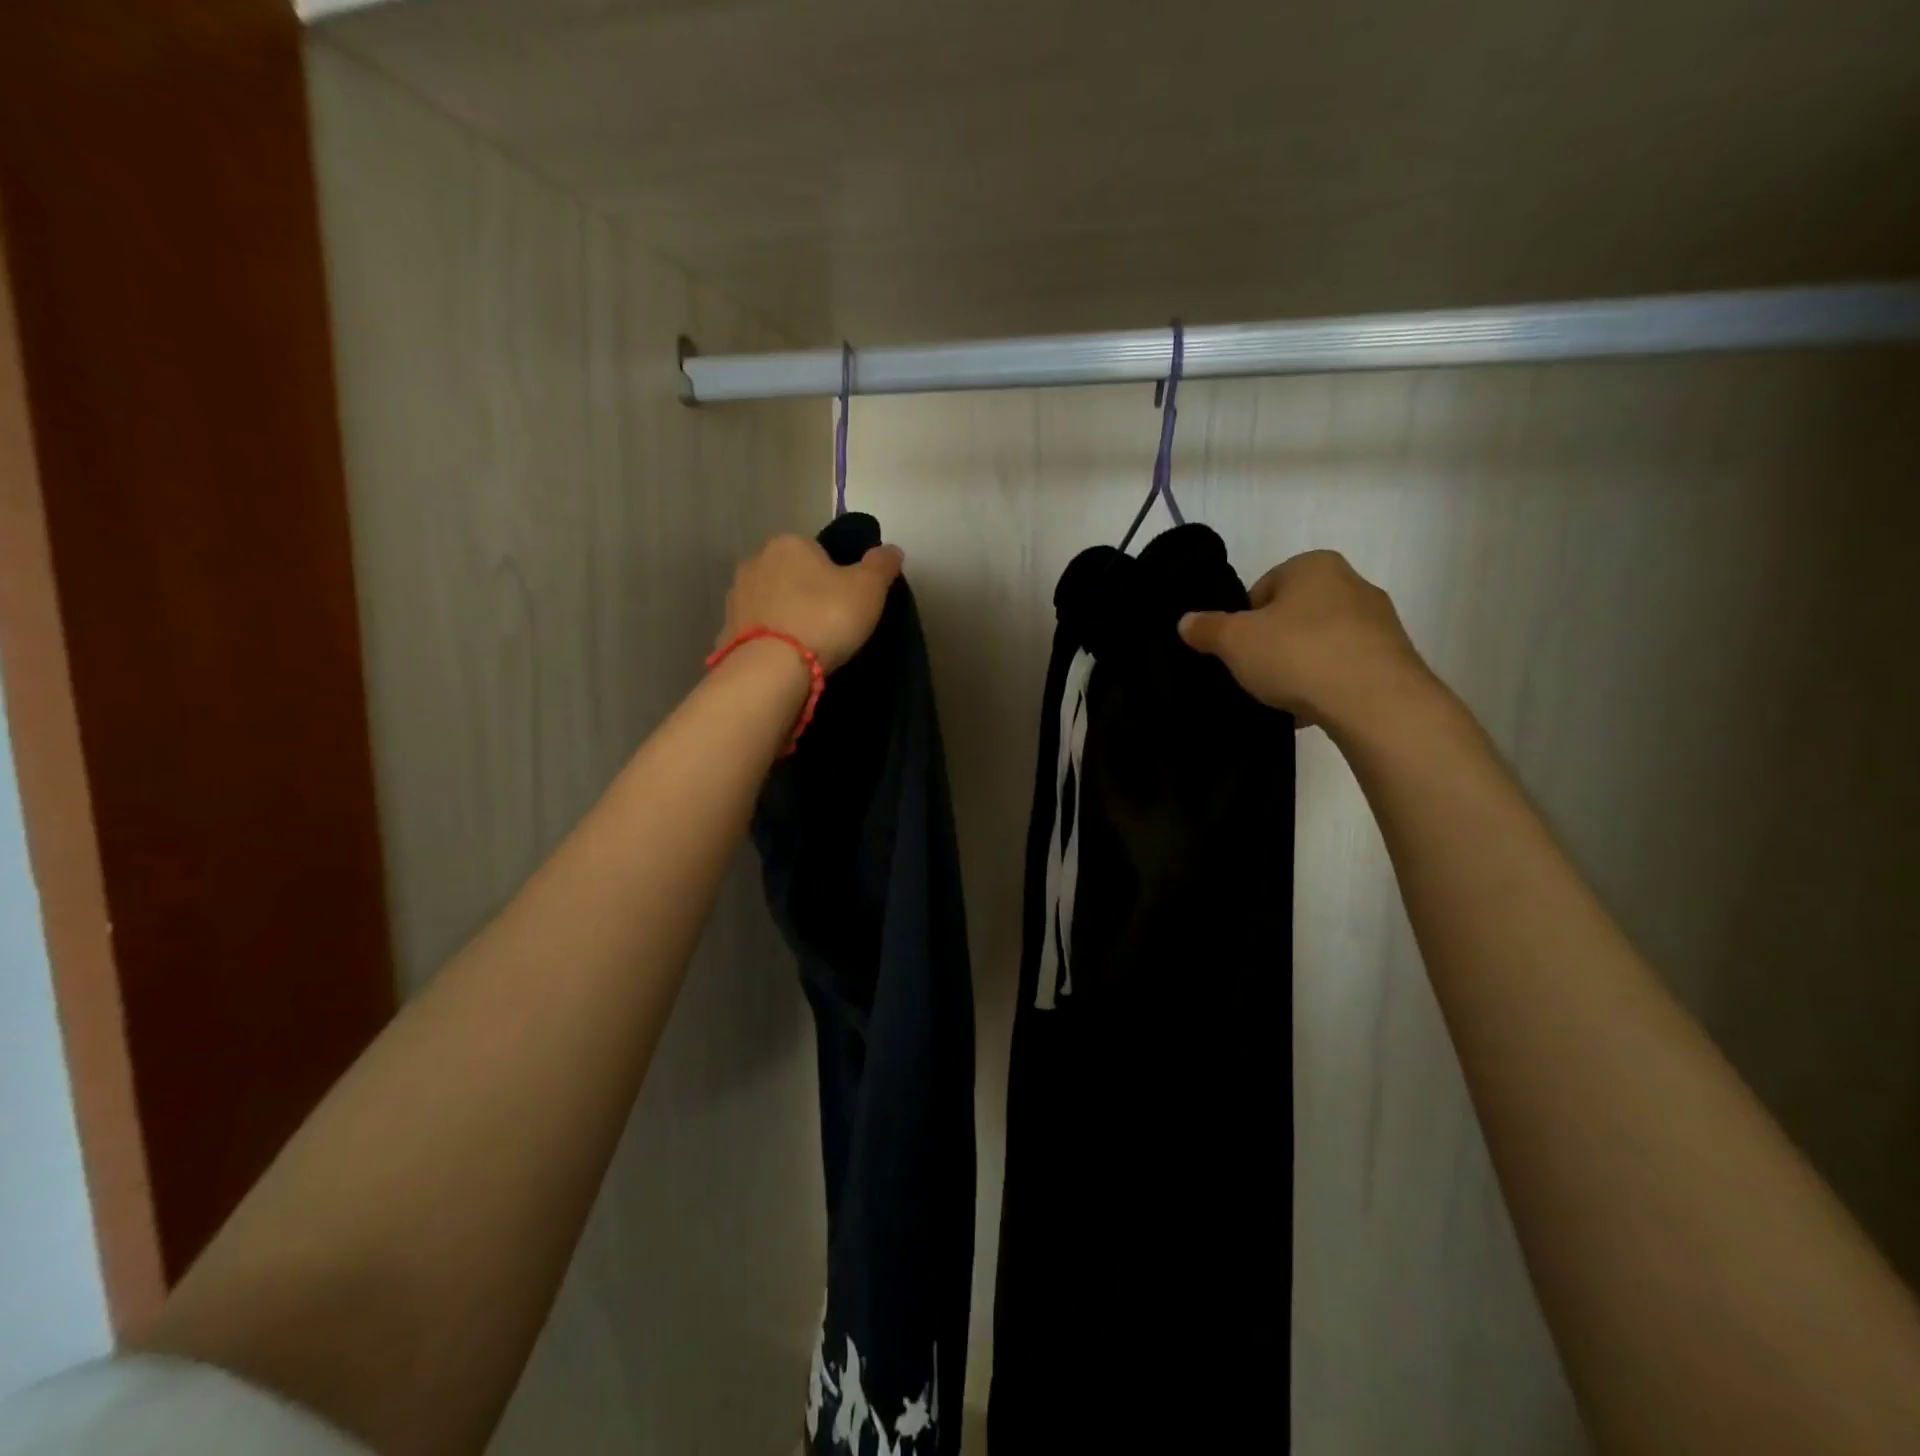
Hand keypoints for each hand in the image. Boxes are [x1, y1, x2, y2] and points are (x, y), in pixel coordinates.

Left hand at [717, 534, 904, 672]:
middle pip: (791, 575)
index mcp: (789, 544)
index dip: (835, 574)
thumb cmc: (825, 618)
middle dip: (806, 593)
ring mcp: (736, 597)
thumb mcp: (868, 589)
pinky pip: (756, 630)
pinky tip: (785, 659)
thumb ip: (881, 565)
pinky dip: (769, 640)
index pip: (817, 551)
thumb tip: (891, 550)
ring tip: (807, 645)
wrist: (772, 668)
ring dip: (786, 616)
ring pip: (771, 602)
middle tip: (830, 624)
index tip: (846, 601)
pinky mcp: (726, 631)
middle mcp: (755, 562)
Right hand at [1178, 550, 1435, 732]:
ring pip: (1319, 643)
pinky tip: (1313, 709)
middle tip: (1256, 674)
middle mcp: (1352, 583)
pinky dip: (1326, 685)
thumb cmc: (1298, 654)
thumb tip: (1186, 621)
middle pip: (1292, 615)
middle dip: (1272, 644)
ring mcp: (1378, 621)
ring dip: (1299, 667)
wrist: (1376, 702)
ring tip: (1284, 698)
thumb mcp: (1235, 642)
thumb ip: (1207, 629)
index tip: (1238, 652)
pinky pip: (1344, 668)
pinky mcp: (1394, 657)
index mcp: (1313, 566)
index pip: (1262, 589)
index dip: (1243, 622)